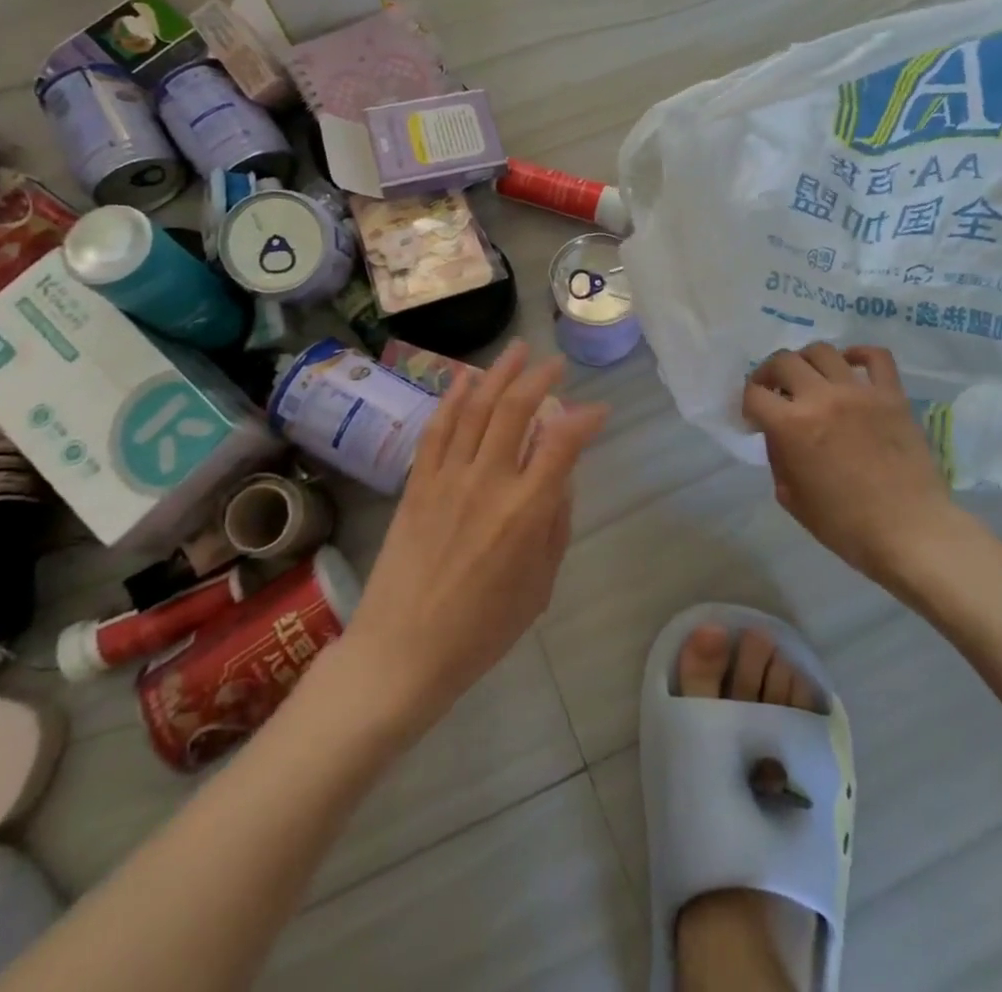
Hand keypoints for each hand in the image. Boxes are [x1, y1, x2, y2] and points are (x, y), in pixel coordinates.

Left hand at [345, 341, 609, 737]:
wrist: (401, 652)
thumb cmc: (481, 630)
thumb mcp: (539, 586)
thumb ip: (556, 526)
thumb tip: (561, 479)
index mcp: (526, 511)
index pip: (563, 443)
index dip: (586, 419)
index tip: (599, 410)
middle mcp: (488, 482)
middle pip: (516, 410)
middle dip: (540, 378)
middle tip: (555, 363)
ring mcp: (448, 477)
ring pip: (477, 408)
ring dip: (499, 373)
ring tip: (518, 350)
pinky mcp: (418, 482)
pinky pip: (438, 429)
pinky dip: (454, 398)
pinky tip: (467, 378)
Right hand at [742, 343, 960, 590]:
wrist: (910, 532)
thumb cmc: (845, 525)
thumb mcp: (792, 498)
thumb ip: (778, 458)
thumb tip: (778, 434)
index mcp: (791, 426)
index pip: (754, 393)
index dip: (747, 403)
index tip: (754, 416)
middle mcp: (821, 397)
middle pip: (783, 361)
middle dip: (770, 374)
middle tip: (775, 392)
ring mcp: (859, 392)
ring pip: (822, 351)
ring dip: (806, 361)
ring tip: (809, 378)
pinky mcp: (892, 394)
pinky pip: (875, 356)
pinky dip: (858, 354)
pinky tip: (849, 365)